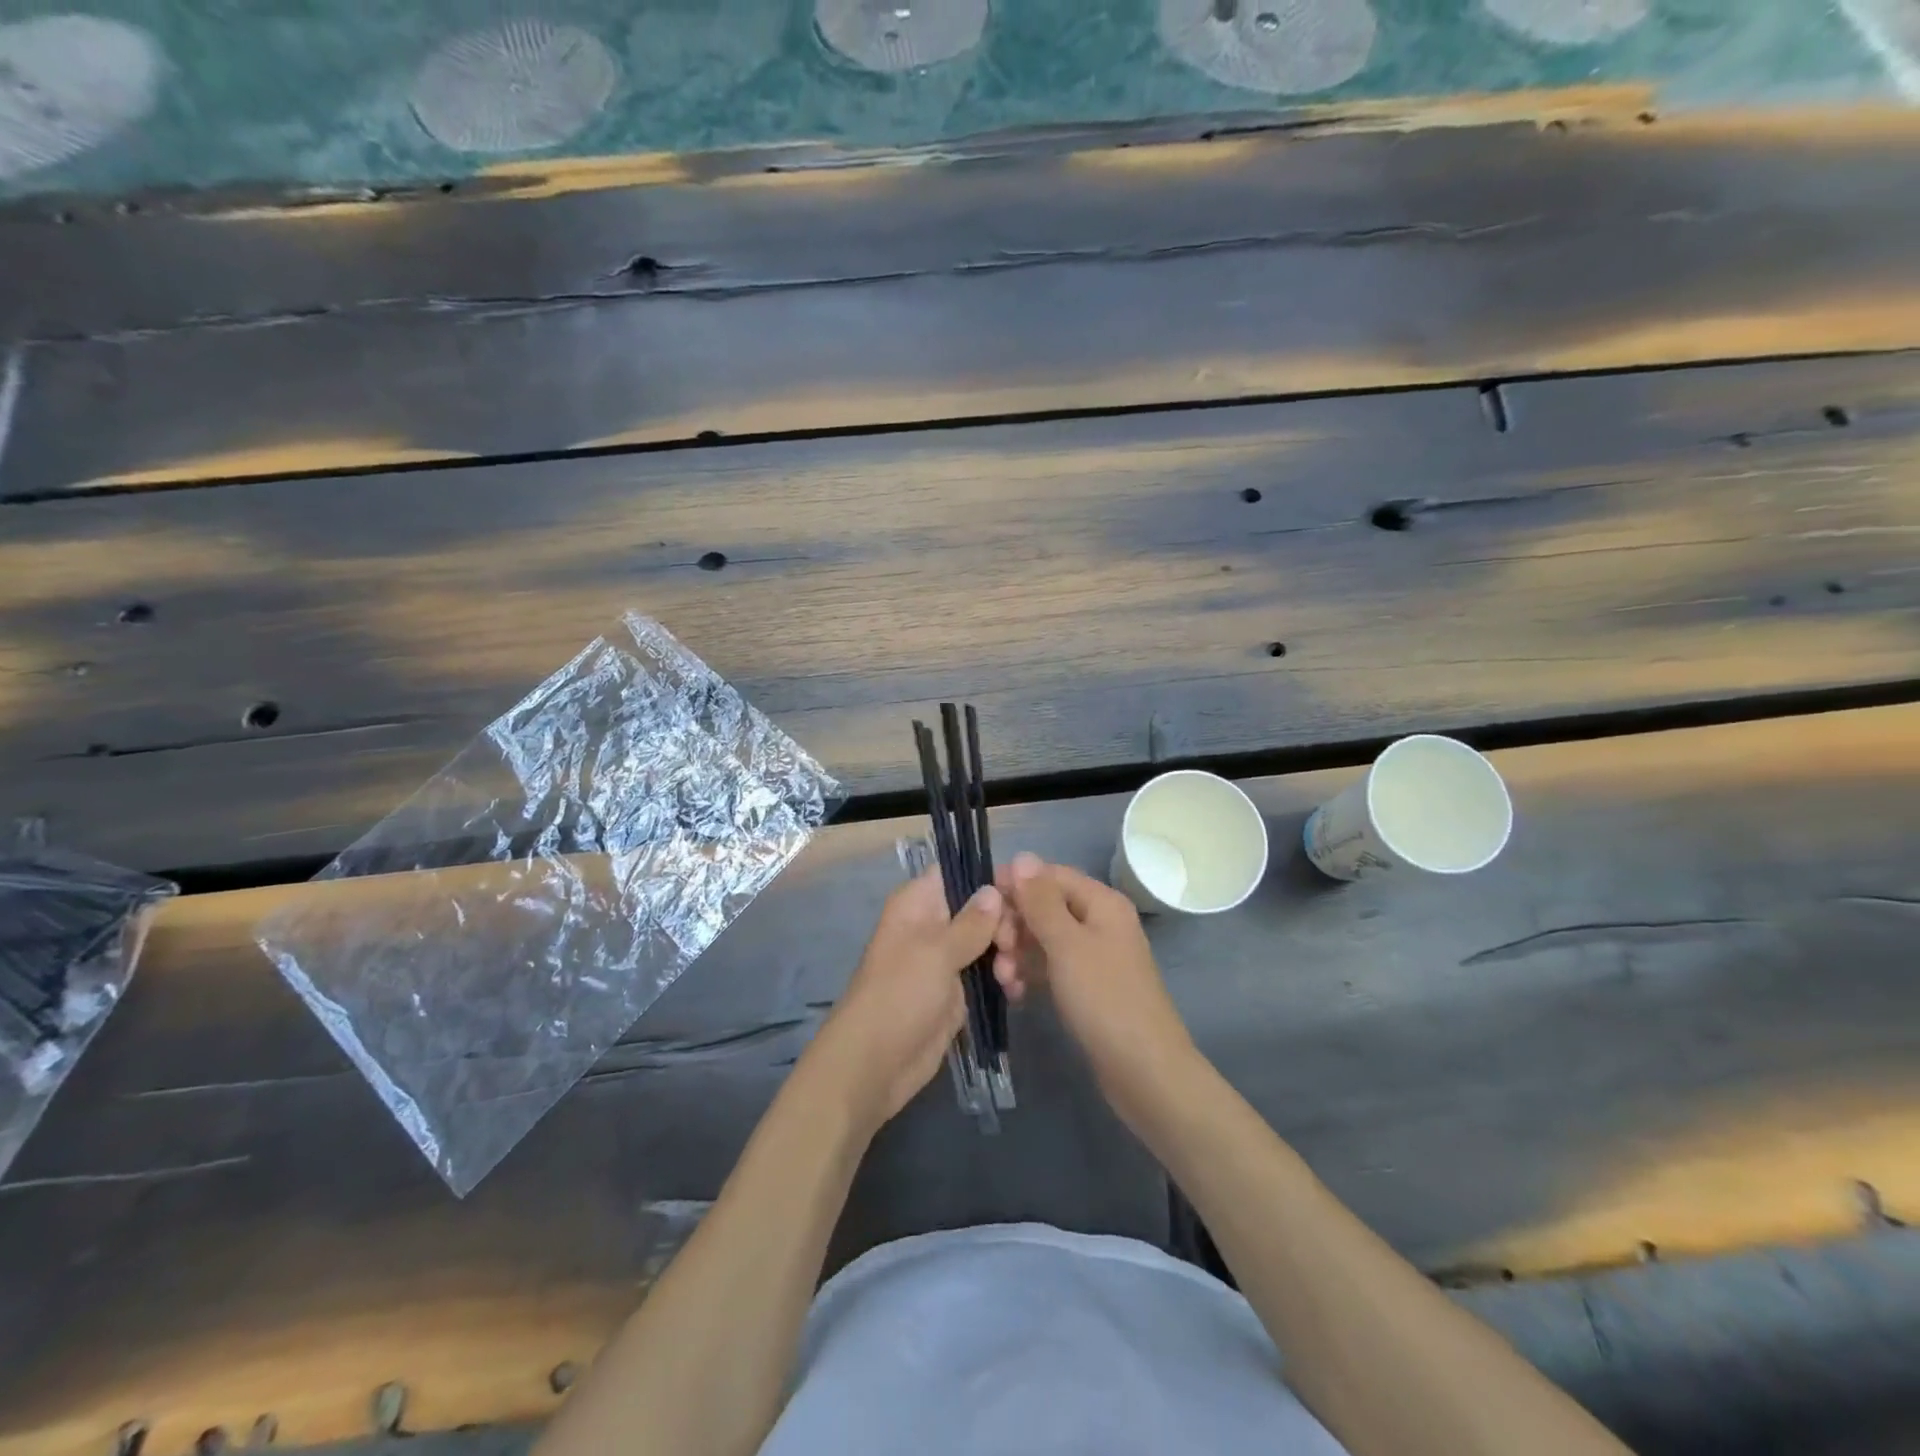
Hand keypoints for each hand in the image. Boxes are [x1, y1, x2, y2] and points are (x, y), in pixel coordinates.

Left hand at [803, 869, 1009, 1135]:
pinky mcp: (957, 991)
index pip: (958, 872)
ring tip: (1010, 978)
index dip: (989, 878)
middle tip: (1011, 948)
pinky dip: (1003, 979)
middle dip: (1004, 924)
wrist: (875, 1065)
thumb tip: (993, 889)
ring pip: (988, 941)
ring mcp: (945, 959)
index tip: (1021, 895)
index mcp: (918, 903)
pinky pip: (987, 973)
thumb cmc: (900, 996)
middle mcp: (933, 924)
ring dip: (1007, 954)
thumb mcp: (937, 953)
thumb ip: (971, 922)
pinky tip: (1015, 992)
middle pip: (980, 907)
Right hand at [995, 852, 1194, 1100]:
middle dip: (1015, 925)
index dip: (1017, 884)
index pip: (1050, 875)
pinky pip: (1051, 968)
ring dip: (1019, 953)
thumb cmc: (1104, 999)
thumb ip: (1041, 900)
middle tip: (996, 950)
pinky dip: (1031, 975)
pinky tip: (1016, 994)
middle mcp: (1099, 922)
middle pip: (1045, 907)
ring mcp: (1094, 956)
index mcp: (1101, 903)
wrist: (1144, 1072)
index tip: (983, 905)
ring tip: (1005, 980)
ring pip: (1044, 940)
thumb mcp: (1066, 945)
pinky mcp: (1087, 988)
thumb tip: (1022, 856)